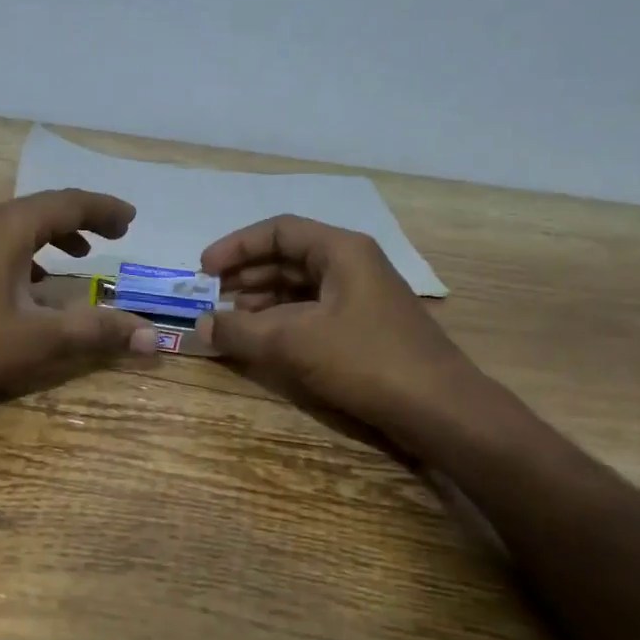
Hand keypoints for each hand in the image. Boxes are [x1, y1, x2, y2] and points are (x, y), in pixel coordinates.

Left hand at [0, 189, 159, 400]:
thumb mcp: (38, 339)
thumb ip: (97, 332)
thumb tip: (153, 336)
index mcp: (9, 227)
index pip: (69, 203)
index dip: (105, 209)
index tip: (132, 219)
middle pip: (44, 208)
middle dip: (83, 218)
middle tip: (115, 233)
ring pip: (20, 225)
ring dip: (55, 234)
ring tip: (82, 254)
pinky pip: (0, 242)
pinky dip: (29, 252)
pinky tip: (34, 281)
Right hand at [198, 215, 477, 434]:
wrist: (439, 409)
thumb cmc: (366, 360)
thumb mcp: (293, 341)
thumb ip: (240, 330)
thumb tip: (200, 325)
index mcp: (341, 250)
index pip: (278, 231)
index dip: (236, 246)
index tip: (203, 270)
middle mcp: (352, 264)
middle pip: (288, 256)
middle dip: (246, 275)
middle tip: (209, 296)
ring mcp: (361, 297)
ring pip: (299, 286)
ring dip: (261, 300)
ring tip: (229, 320)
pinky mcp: (364, 327)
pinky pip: (312, 311)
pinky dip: (282, 320)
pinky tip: (262, 339)